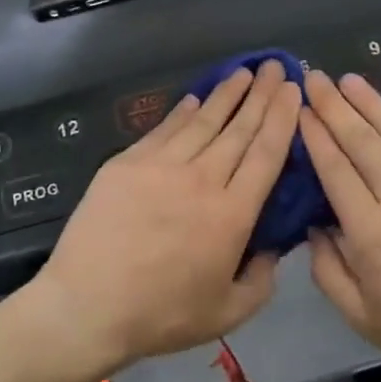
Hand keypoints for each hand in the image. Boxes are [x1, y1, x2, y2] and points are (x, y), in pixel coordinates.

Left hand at [36, 60, 302, 377]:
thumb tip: (273, 248)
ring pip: (203, 122)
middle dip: (262, 95)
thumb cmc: (161, 315)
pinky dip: (182, 112)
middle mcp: (202, 180)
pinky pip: (163, 130)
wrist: (86, 307)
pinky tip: (195, 99)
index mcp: (232, 214)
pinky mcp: (126, 164)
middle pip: (239, 129)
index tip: (294, 91)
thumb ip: (261, 280)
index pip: (266, 154)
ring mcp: (161, 167)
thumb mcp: (228, 313)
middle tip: (275, 66)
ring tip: (243, 72)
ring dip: (226, 94)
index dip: (282, 118)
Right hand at [300, 72, 380, 381]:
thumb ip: (327, 269)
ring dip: (371, 102)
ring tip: (347, 79)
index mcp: (372, 235)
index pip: (336, 169)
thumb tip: (314, 224)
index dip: (315, 134)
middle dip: (334, 106)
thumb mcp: (359, 316)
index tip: (299, 109)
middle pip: (363, 141)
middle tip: (314, 78)